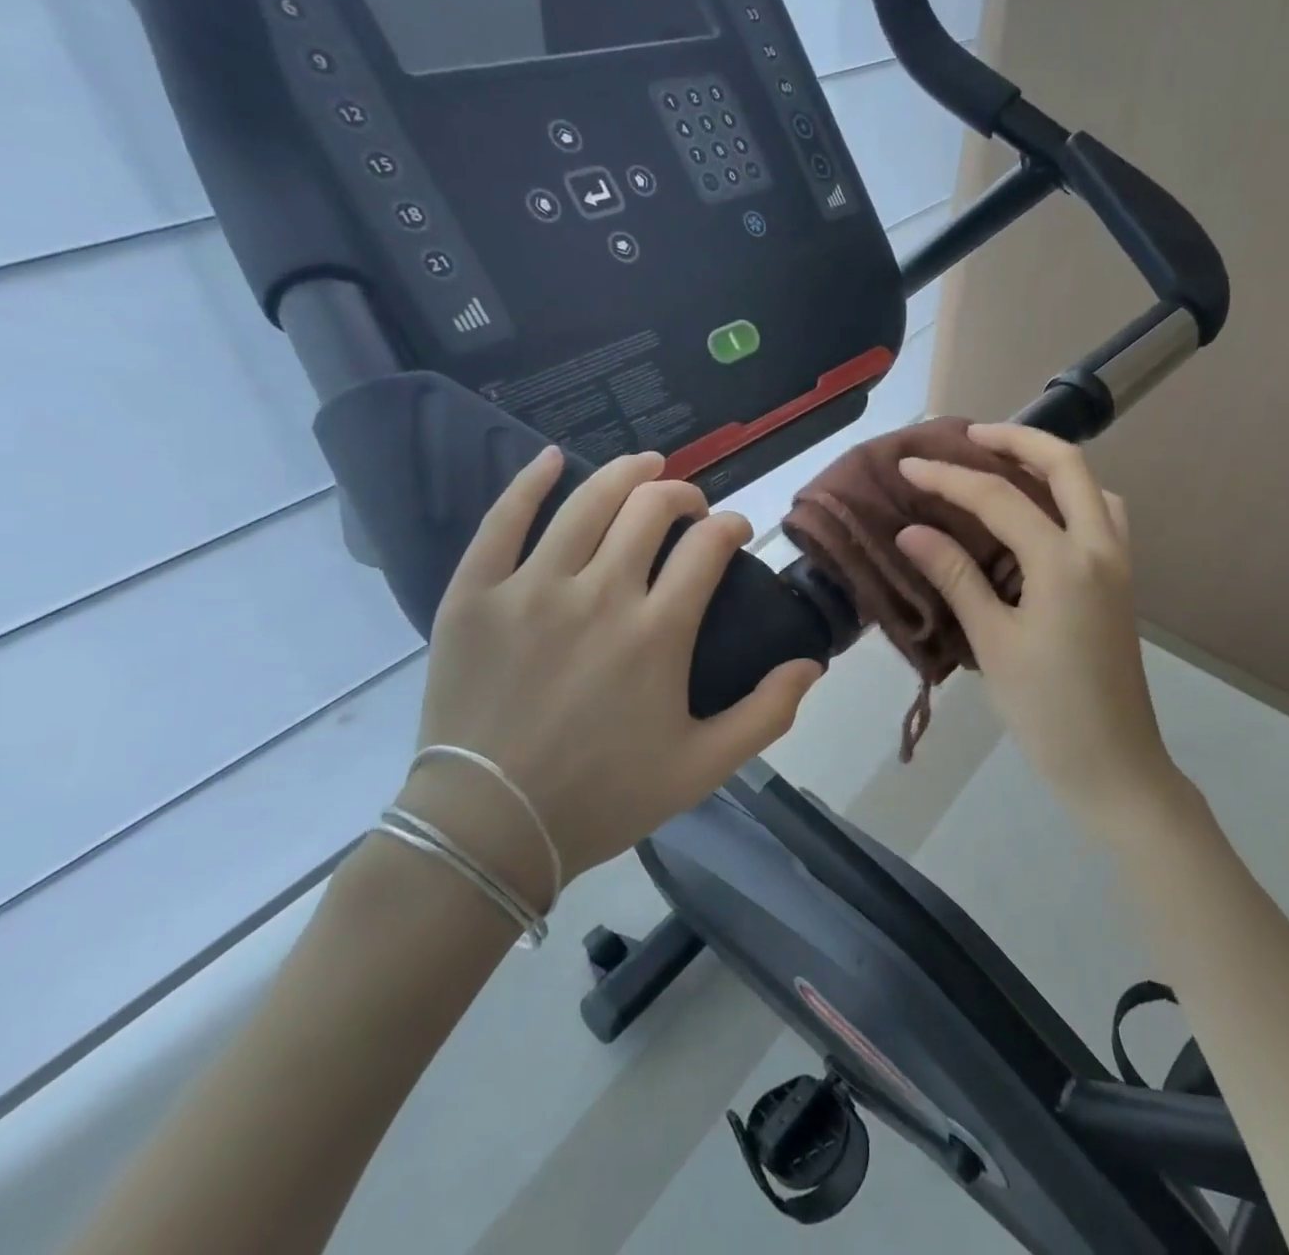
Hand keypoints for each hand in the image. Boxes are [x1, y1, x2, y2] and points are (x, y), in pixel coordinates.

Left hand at [403, 448, 820, 906]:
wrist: (488, 830)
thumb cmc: (603, 797)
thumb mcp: (703, 767)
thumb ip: (768, 713)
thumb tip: (812, 664)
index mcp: (658, 631)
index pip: (708, 546)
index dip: (730, 526)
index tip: (735, 532)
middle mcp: (599, 594)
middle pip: (651, 508)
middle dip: (682, 494)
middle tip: (690, 505)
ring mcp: (531, 588)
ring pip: (587, 502)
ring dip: (625, 473)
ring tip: (645, 465)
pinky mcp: (475, 595)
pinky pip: (501, 521)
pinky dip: (529, 482)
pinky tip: (551, 458)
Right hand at [896, 424, 1178, 829]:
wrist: (1113, 765)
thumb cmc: (1047, 710)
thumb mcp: (993, 641)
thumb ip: (956, 577)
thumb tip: (912, 530)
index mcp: (1065, 561)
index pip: (999, 498)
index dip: (949, 477)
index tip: (908, 465)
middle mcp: (1100, 548)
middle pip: (1066, 465)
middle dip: (1017, 439)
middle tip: (969, 436)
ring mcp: (1119, 564)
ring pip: (1093, 487)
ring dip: (1050, 465)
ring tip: (1004, 466)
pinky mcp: (1121, 583)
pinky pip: (1100, 517)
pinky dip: (1070, 498)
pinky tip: (1039, 519)